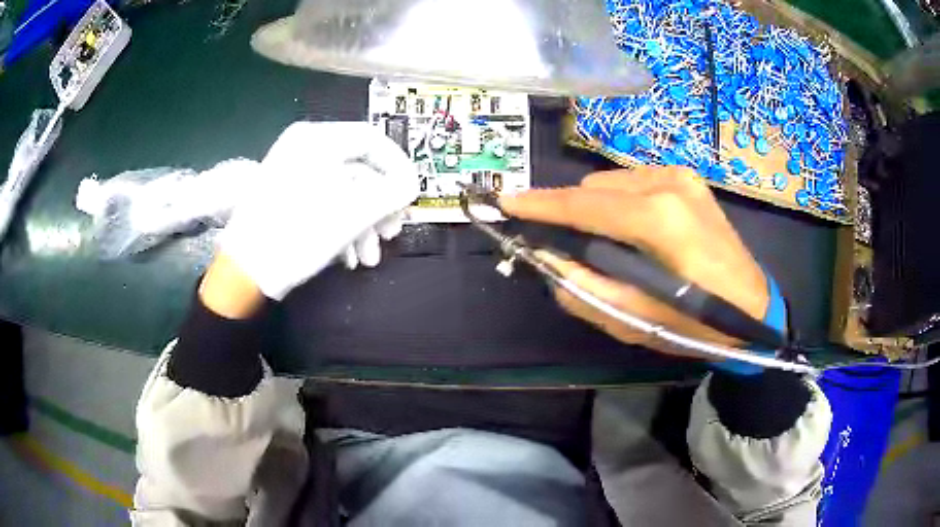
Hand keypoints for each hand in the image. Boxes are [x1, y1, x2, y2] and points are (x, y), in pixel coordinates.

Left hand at [219, 122, 418, 300]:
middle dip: (380, 206)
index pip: (372, 139)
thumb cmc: (296, 236)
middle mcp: (304, 149)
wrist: (243, 273)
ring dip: (363, 225)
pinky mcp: (286, 197)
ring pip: (343, 191)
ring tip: (369, 258)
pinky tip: (349, 257)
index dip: (399, 166)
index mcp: (317, 140)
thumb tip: (412, 185)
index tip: (412, 195)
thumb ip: (391, 193)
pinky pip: (325, 203)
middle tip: (392, 233)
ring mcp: (292, 173)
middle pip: (359, 169)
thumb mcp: (352, 214)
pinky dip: (342, 228)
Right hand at [499, 167, 767, 356]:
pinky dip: (619, 201)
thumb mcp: (633, 320)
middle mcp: (668, 183)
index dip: (541, 204)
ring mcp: (681, 176)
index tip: (506, 201)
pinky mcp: (689, 179)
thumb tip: (547, 257)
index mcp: (658, 220)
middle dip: (569, 210)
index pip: (584, 205)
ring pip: (613, 181)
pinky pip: (635, 182)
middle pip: (595, 187)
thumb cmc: (696, 324)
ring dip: (595, 206)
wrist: (753, 309)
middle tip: (560, 241)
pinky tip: (628, 228)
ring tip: (601, 240)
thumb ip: (582, 286)